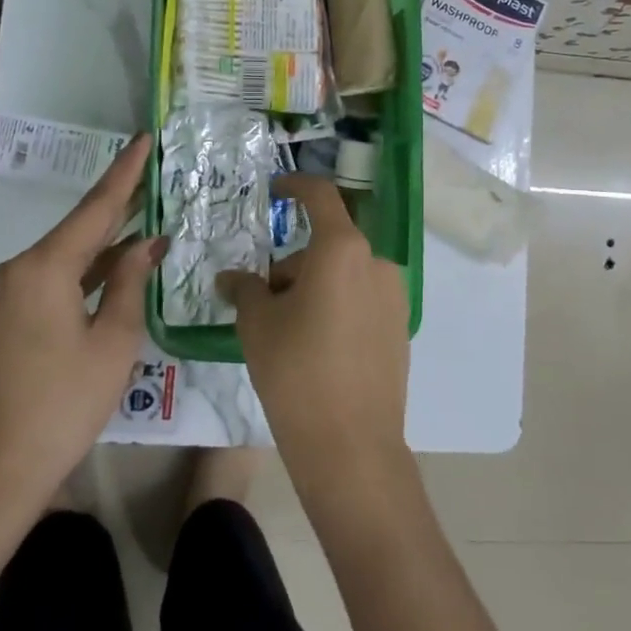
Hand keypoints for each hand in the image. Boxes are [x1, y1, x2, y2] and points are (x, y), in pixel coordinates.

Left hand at [0, 135, 161, 512]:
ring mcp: (5, 294)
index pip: (96, 208)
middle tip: (155, 175)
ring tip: (147, 217)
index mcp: (44, 268)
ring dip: (104, 242)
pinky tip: (115, 265)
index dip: (126, 174)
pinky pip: (51, 279)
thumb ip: (129, 283)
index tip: (145, 139)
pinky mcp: (4, 317)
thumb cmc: (63, 405)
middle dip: (119, 204)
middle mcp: (17, 269)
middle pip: (78, 228)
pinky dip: (84, 270)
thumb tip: (146, 244)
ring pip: (65, 255)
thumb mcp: (113, 342)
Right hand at [219, 175, 411, 502]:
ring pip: (344, 274)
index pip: (320, 196)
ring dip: (314, 286)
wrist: (350, 445)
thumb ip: (245, 289)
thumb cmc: (296, 371)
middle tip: (262, 301)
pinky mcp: (400, 326)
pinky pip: (361, 299)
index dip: (296, 185)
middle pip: (327, 245)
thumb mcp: (258, 324)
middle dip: (293, 264)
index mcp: (342, 250)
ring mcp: (394, 296)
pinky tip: (317, 346)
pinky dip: (337, 305)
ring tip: (287, 330)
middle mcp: (376, 262)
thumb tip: (230, 278)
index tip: (275, 190)